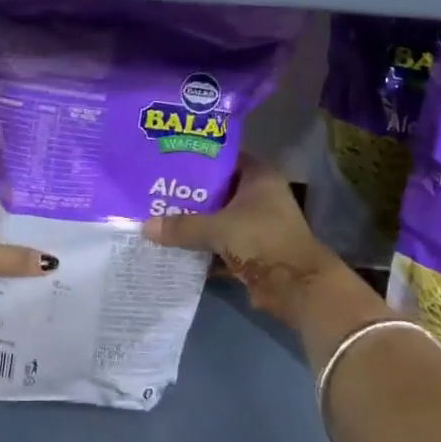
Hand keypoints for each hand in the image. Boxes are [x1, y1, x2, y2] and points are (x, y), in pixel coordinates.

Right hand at [143, 156, 387, 353]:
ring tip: (157, 213)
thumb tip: (145, 227)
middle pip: (217, 187)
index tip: (169, 157)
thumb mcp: (218, 229)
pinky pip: (219, 239)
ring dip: (193, 219)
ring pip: (217, 215)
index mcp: (258, 176)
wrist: (296, 286)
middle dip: (189, 190)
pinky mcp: (250, 247)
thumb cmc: (262, 241)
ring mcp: (255, 222)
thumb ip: (182, 226)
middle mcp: (259, 194)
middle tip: (155, 186)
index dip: (198, 155)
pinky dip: (201, 243)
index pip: (224, 156)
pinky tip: (173, 242)